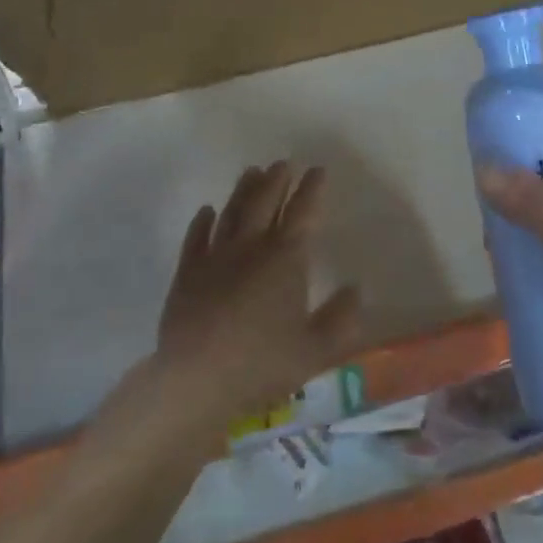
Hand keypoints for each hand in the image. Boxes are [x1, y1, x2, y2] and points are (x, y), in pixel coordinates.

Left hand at [146, 161, 361, 442]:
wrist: (196, 379)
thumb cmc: (262, 365)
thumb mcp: (316, 350)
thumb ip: (340, 319)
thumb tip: (355, 289)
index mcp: (285, 260)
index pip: (303, 214)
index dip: (312, 190)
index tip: (317, 170)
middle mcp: (250, 248)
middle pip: (264, 203)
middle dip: (276, 180)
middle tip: (282, 163)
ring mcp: (214, 257)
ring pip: (231, 213)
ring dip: (243, 190)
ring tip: (251, 171)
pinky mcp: (187, 273)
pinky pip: (195, 238)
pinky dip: (202, 221)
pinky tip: (206, 211)